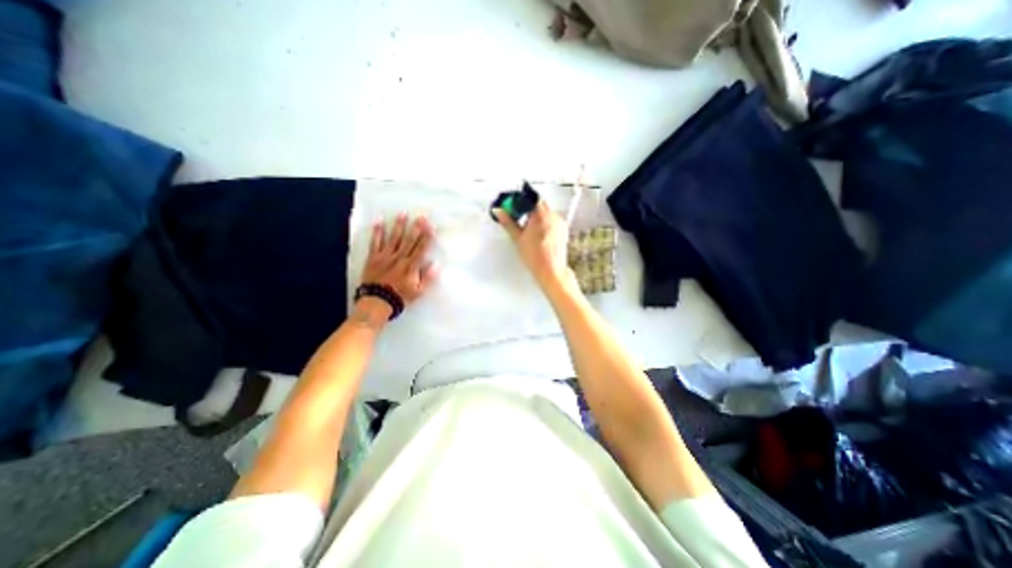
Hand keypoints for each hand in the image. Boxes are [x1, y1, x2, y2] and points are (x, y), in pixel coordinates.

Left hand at [362, 214, 436, 313]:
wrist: (377, 302)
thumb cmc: (400, 297)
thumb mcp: (418, 292)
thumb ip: (428, 278)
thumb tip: (436, 265)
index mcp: (411, 266)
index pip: (421, 248)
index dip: (427, 237)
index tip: (431, 226)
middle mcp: (399, 258)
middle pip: (409, 240)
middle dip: (416, 227)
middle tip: (421, 216)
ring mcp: (385, 256)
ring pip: (394, 238)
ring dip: (399, 225)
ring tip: (403, 214)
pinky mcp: (373, 257)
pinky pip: (375, 242)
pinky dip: (377, 232)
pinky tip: (379, 221)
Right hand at [494, 201, 571, 288]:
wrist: (551, 270)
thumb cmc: (536, 257)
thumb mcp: (517, 238)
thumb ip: (508, 222)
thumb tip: (499, 212)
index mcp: (541, 215)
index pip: (531, 198)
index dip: (521, 201)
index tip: (514, 206)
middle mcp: (553, 216)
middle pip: (539, 205)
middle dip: (528, 210)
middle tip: (519, 219)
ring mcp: (560, 223)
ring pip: (546, 213)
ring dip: (537, 217)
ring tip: (528, 231)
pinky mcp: (563, 230)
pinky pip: (552, 221)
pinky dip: (545, 224)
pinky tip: (538, 235)